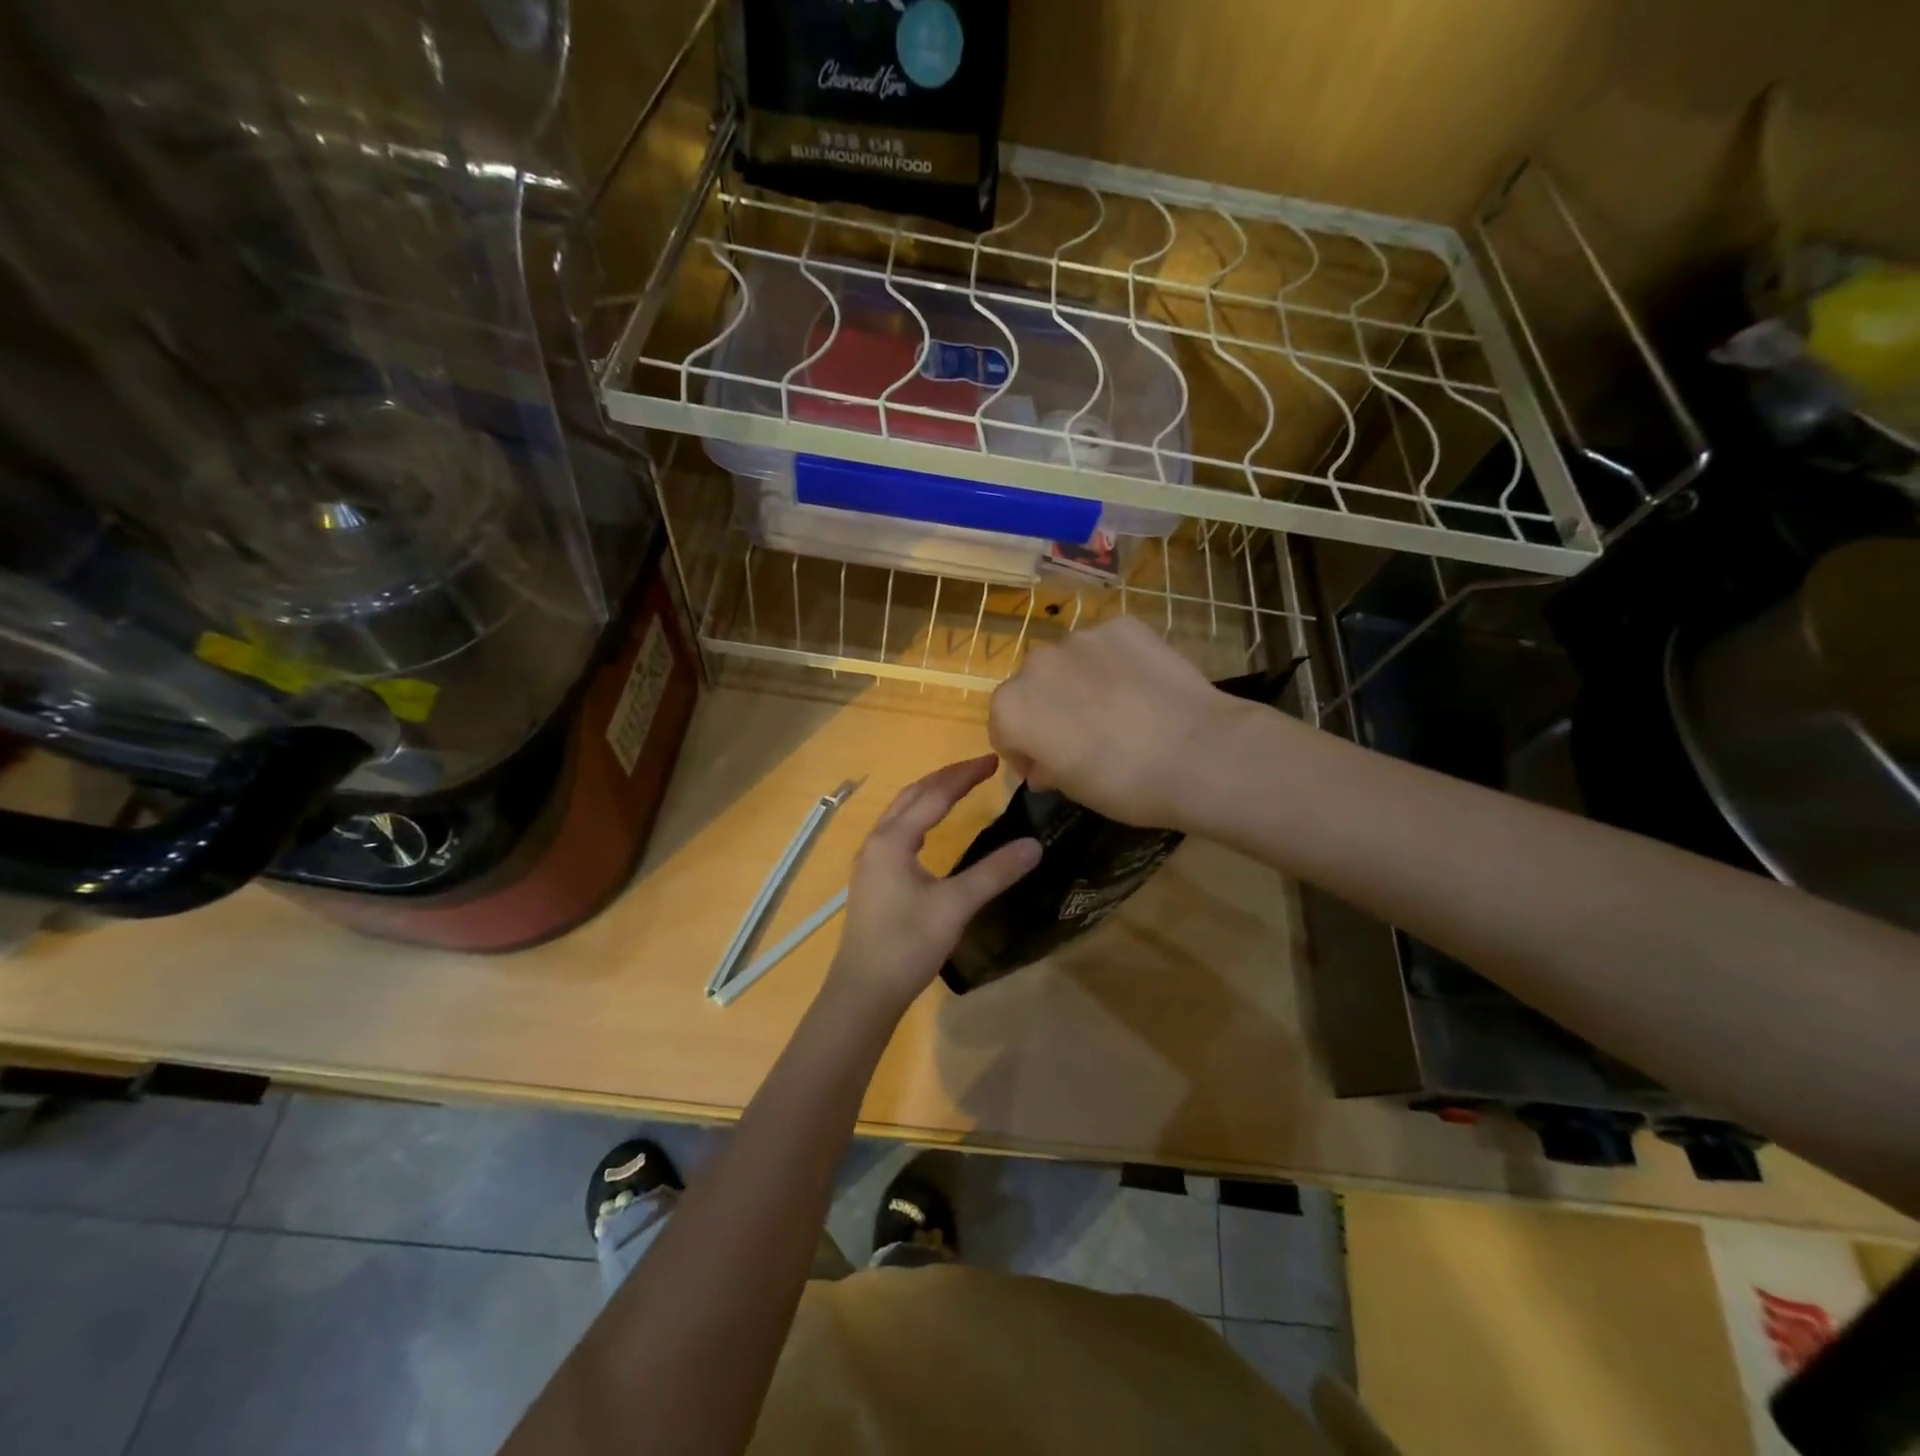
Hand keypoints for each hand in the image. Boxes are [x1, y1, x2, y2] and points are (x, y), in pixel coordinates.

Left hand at [825, 756, 1040, 1015]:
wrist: (864, 992)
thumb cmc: (907, 944)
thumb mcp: (955, 906)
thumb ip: (994, 873)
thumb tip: (1034, 845)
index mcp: (893, 840)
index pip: (933, 795)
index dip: (964, 775)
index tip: (994, 761)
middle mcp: (876, 842)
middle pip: (912, 796)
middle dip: (946, 778)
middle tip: (980, 768)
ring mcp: (870, 862)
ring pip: (900, 813)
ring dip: (929, 795)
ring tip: (958, 788)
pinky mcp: (872, 880)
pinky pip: (896, 832)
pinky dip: (918, 817)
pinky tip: (930, 831)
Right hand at [989, 617, 1245, 829]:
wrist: (1199, 754)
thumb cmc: (1123, 784)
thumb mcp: (1073, 789)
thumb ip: (1046, 768)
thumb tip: (1044, 765)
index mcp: (1012, 708)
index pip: (1003, 728)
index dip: (1023, 751)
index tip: (1048, 769)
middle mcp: (1036, 663)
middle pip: (1032, 687)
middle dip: (1049, 709)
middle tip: (1084, 737)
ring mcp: (1081, 638)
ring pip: (1070, 662)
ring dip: (1080, 682)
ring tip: (1119, 709)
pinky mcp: (1123, 625)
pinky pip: (1108, 645)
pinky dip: (1116, 663)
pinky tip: (1143, 687)